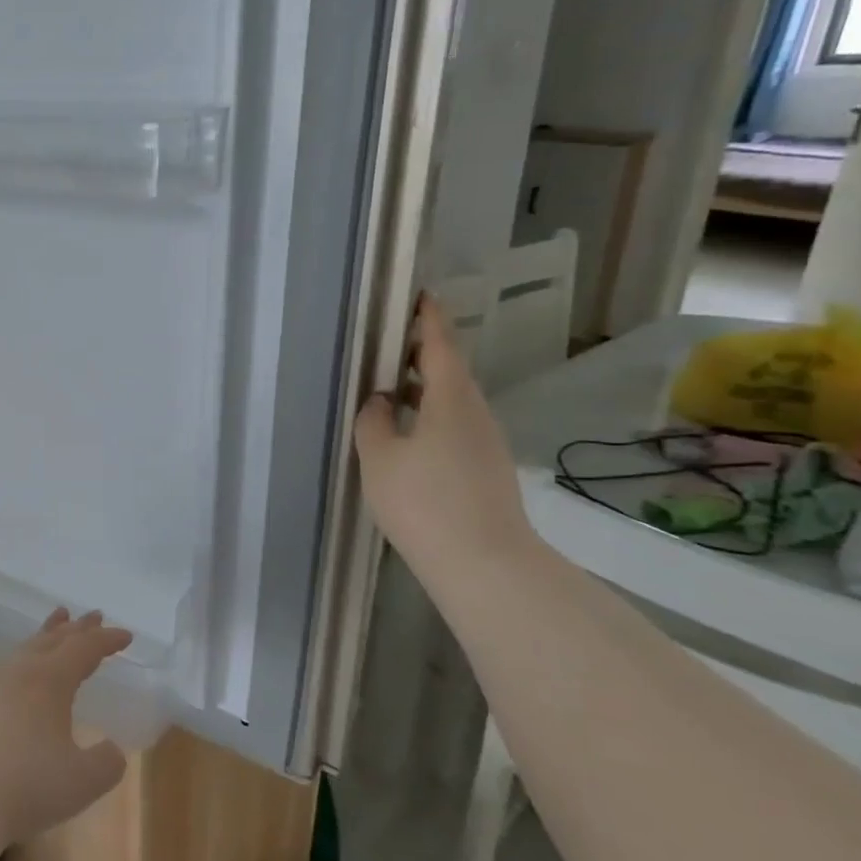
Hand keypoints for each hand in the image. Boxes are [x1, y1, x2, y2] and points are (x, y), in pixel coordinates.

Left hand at [0, 610, 131, 849]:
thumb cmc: (24, 785)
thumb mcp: (81, 782)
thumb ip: (105, 763)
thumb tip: (110, 750)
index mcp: (50, 680)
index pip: (84, 649)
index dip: (106, 641)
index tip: (125, 635)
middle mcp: (18, 673)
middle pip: (52, 640)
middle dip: (76, 628)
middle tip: (92, 615)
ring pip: (23, 650)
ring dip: (44, 637)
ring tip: (54, 627)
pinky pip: (3, 671)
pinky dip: (21, 663)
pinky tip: (17, 678)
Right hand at [354, 297, 539, 580]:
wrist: (484, 564)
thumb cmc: (424, 501)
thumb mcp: (380, 457)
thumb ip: (374, 421)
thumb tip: (381, 400)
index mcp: (451, 400)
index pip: (440, 346)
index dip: (429, 319)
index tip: (420, 296)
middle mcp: (475, 413)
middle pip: (451, 371)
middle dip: (424, 352)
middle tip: (393, 342)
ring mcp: (486, 442)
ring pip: (454, 401)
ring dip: (427, 386)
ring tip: (393, 387)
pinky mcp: (486, 468)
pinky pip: (456, 425)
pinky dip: (432, 414)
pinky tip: (410, 434)